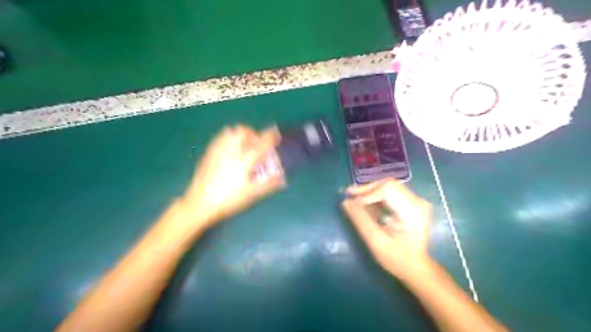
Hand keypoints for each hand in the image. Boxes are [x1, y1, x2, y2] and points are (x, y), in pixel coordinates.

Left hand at [184, 125, 286, 230]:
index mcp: (245, 160)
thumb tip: (282, 178)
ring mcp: (218, 150)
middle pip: (244, 131)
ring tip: (244, 144)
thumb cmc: (228, 200)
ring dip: (241, 134)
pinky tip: (230, 149)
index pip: (261, 142)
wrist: (199, 204)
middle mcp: (232, 151)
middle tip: (257, 143)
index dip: (271, 136)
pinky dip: (229, 137)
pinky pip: (220, 137)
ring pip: (231, 131)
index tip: (276, 134)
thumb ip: (268, 184)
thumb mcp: (251, 194)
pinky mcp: (209, 153)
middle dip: (253, 133)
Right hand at [342, 178, 431, 280]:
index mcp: (412, 211)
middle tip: (348, 195)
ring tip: (353, 198)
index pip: (387, 190)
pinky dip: (376, 195)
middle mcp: (417, 201)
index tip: (351, 202)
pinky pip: (391, 191)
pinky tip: (365, 202)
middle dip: (366, 189)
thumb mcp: (375, 241)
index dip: (367, 193)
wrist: (416, 267)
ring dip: (370, 191)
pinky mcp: (412, 202)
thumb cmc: (396, 258)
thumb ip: (360, 219)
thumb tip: (345, 202)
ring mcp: (416, 200)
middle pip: (387, 184)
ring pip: (388, 186)